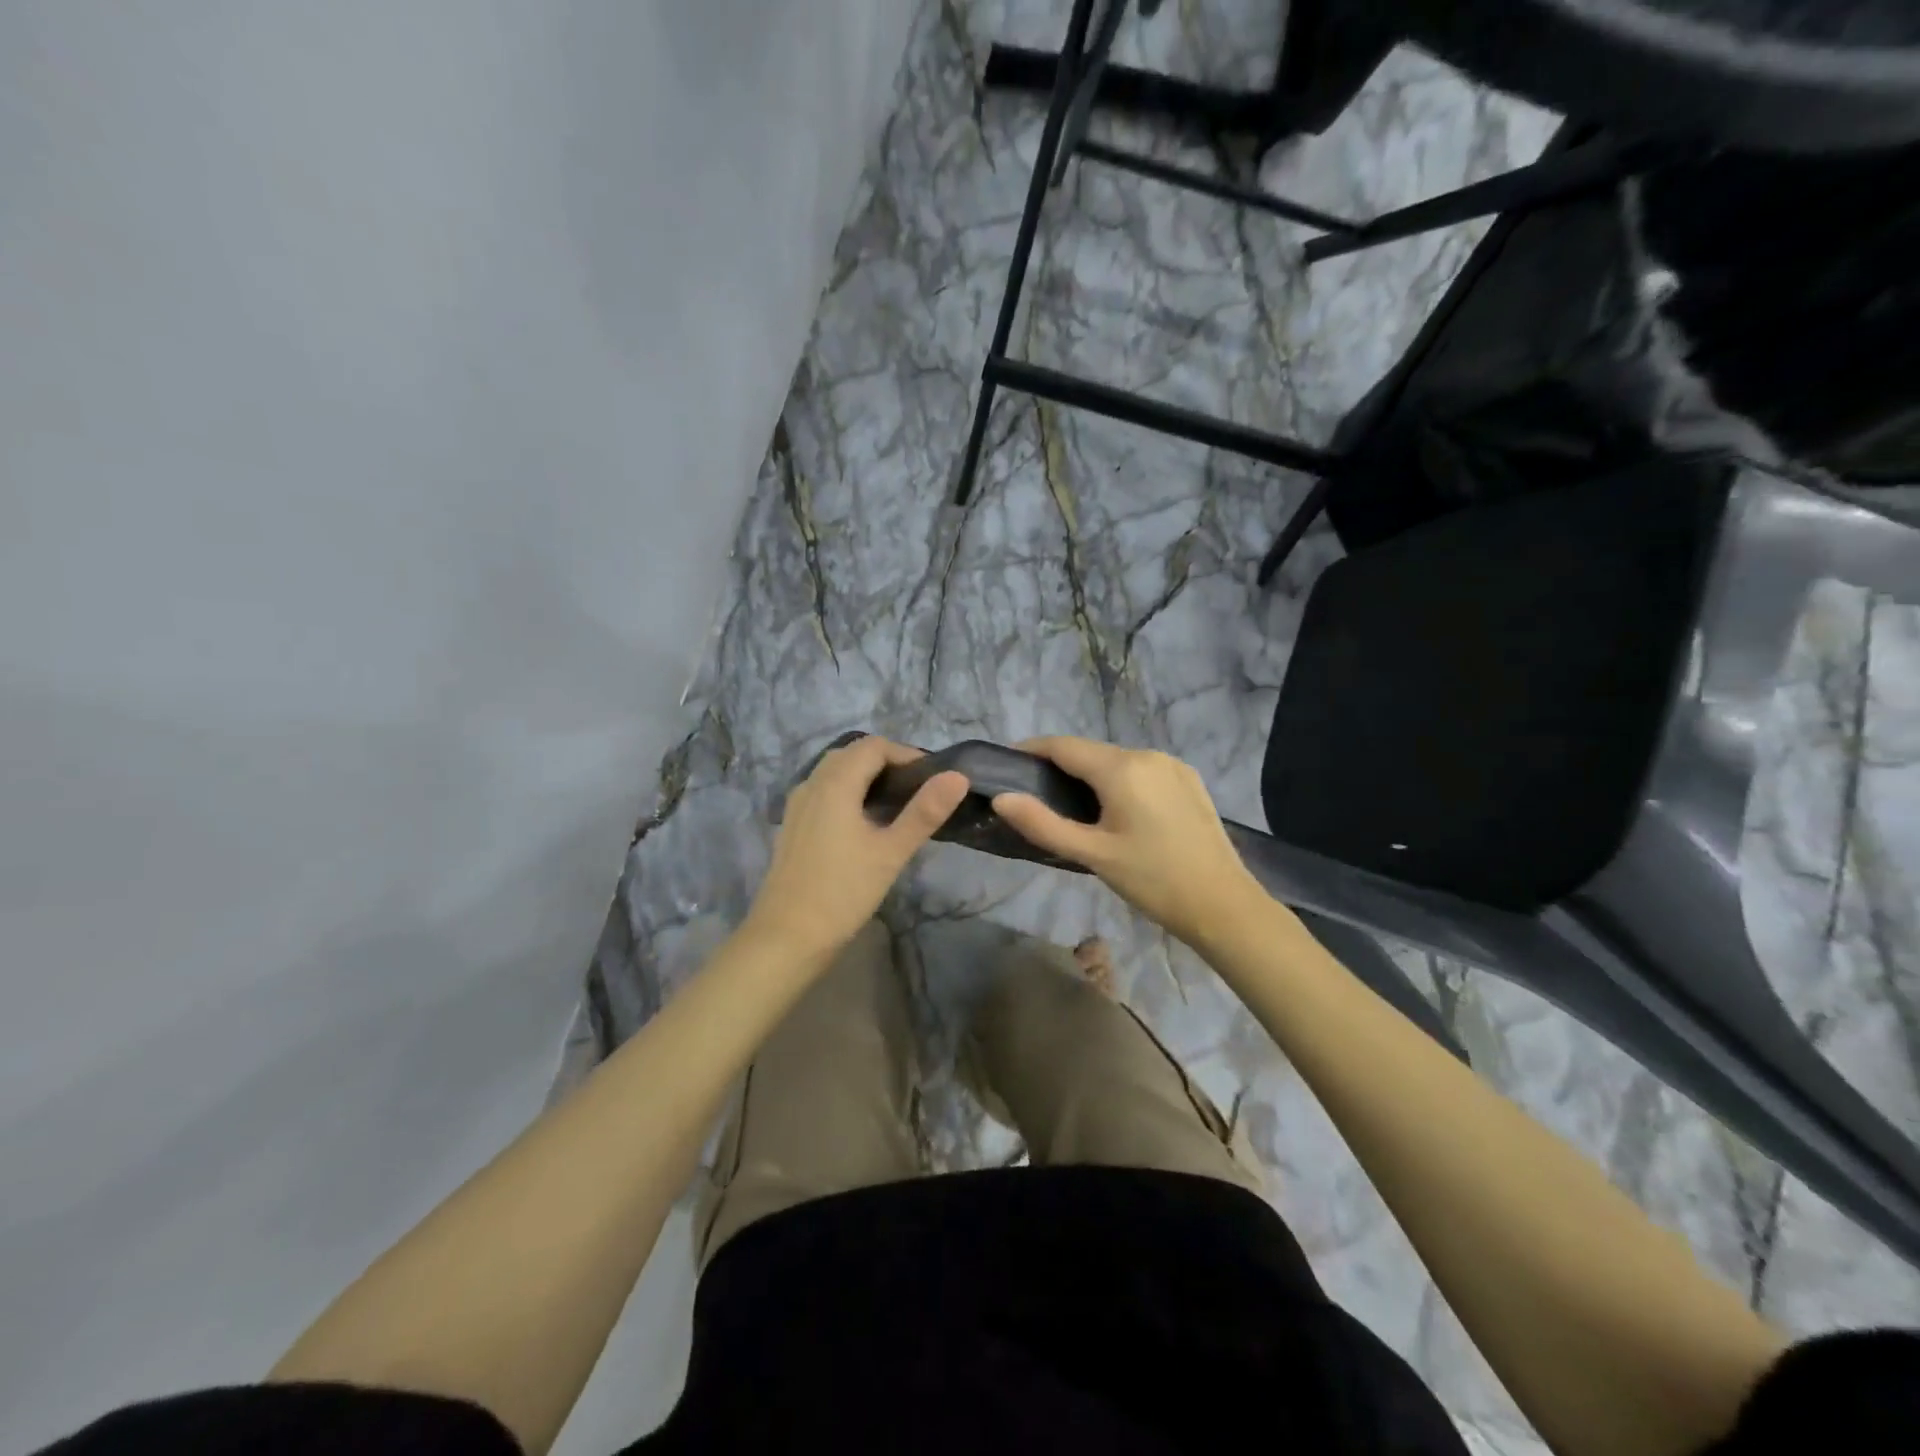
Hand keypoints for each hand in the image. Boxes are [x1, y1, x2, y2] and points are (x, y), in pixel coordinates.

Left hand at [744, 736, 968, 960]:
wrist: (787, 936)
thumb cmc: (843, 892)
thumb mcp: (891, 852)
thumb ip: (925, 812)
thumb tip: (957, 776)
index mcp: (835, 783)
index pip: (874, 747)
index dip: (906, 754)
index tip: (932, 778)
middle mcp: (812, 784)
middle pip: (852, 754)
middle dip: (886, 762)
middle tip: (917, 790)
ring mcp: (797, 805)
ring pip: (834, 772)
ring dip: (865, 776)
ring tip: (896, 804)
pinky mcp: (792, 825)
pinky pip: (823, 791)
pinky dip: (847, 792)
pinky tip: (864, 823)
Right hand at [990, 736, 1264, 946]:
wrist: (1224, 905)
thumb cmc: (1153, 881)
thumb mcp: (1093, 855)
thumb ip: (1043, 824)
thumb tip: (1001, 798)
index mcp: (1122, 768)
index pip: (1063, 746)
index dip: (1031, 750)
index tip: (1006, 764)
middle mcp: (1147, 755)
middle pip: (1090, 752)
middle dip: (1059, 766)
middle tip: (1034, 794)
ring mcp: (1172, 765)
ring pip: (1116, 761)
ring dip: (1090, 774)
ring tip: (1070, 806)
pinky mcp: (1188, 780)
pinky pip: (1141, 770)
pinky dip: (1118, 781)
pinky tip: (1115, 810)